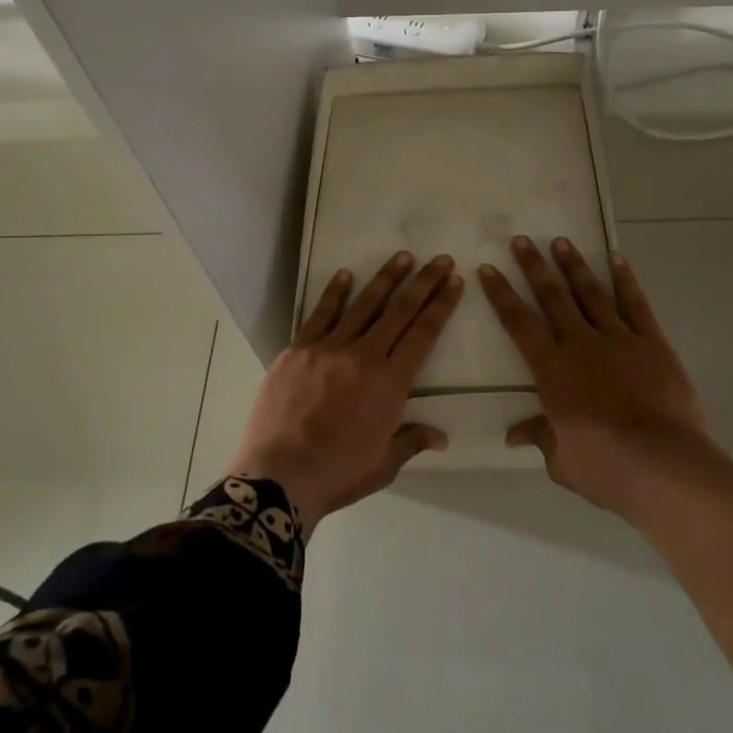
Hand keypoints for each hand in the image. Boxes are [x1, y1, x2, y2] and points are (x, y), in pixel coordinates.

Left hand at [230, 252, 463, 531]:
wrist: (278, 476)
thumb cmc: (337, 473)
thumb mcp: (384, 464)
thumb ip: (412, 440)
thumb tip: (441, 436)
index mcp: (391, 383)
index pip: (423, 334)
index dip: (441, 305)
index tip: (454, 281)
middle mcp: (364, 356)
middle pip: (399, 311)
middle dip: (423, 282)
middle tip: (440, 259)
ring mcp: (328, 348)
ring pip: (363, 305)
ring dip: (385, 279)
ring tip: (403, 257)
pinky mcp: (298, 350)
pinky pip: (320, 314)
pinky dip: (334, 293)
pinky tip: (345, 274)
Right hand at [481, 236, 718, 518]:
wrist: (664, 465)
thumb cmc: (605, 467)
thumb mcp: (562, 459)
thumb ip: (540, 436)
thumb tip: (515, 434)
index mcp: (552, 370)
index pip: (519, 324)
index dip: (501, 294)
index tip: (488, 268)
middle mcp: (580, 345)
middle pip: (552, 298)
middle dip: (534, 267)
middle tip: (522, 239)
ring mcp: (619, 340)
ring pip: (591, 294)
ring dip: (574, 266)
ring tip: (561, 242)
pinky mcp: (653, 344)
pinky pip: (636, 305)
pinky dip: (626, 280)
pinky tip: (617, 259)